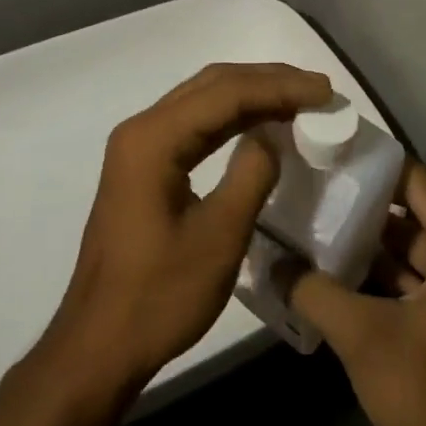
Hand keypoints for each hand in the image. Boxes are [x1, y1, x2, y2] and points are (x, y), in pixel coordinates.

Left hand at [44, 62, 333, 397]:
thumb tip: (272, 135)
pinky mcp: (144, 166)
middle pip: (213, 84)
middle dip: (269, 80)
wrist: (99, 345)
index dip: (280, 87)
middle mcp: (142, 129)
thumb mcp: (219, 237)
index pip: (226, 93)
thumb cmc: (159, 297)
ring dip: (253, 94)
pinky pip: (195, 124)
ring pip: (204, 99)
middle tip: (318, 88)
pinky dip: (233, 117)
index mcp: (153, 139)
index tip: (325, 91)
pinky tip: (263, 124)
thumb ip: (252, 174)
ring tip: (301, 98)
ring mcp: (140, 146)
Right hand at [287, 160, 425, 425]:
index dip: (378, 164)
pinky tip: (332, 264)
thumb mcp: (358, 332)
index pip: (418, 182)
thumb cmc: (417, 384)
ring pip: (405, 244)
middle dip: (365, 199)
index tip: (337, 151)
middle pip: (410, 211)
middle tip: (319, 182)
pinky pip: (405, 273)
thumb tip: (271, 261)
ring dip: (366, 236)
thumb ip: (312, 290)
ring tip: (318, 216)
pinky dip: (374, 267)